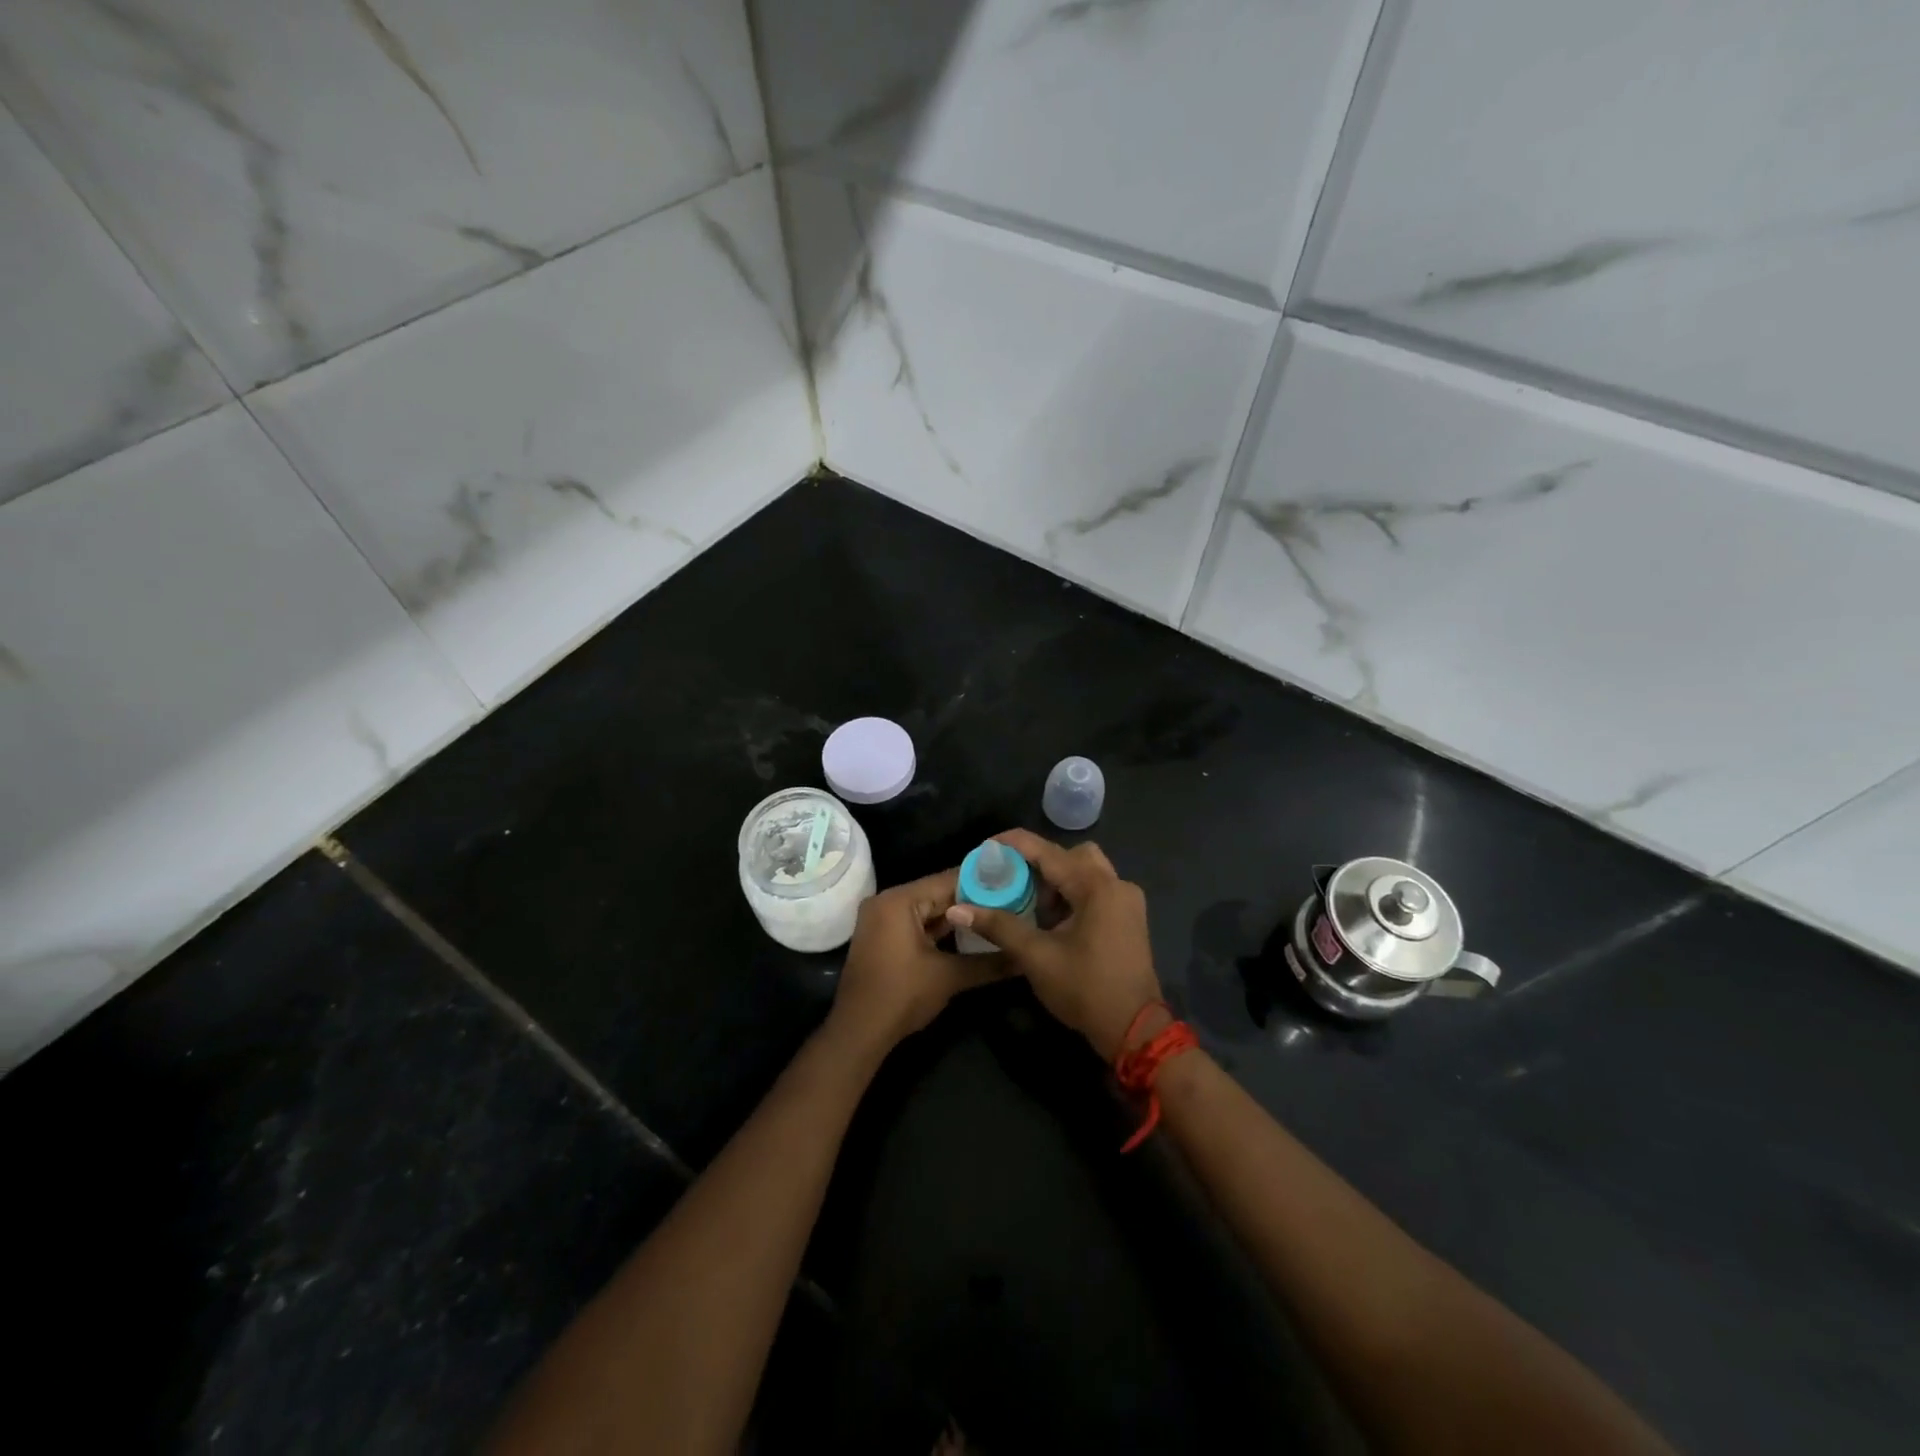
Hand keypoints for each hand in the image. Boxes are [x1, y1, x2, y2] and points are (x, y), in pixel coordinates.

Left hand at [829, 869, 1007, 1052]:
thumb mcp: (949, 977)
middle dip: (972, 900)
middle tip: (1010, 900)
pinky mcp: (882, 936)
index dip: (982, 882)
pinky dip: (939, 928)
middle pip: (937, 893)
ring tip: (996, 914)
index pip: (948, 880)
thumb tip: (1024, 958)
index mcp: (900, 900)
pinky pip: (916, 922)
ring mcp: (881, 918)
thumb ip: (989, 963)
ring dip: (957, 915)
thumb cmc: (902, 996)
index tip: (1013, 883)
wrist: (858, 1031)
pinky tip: (970, 933)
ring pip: (928, 909)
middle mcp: (887, 901)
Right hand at [944, 830, 1163, 1060]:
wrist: (1135, 1030)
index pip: (1048, 851)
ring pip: (1086, 871)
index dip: (1014, 845)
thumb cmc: (1085, 989)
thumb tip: (958, 909)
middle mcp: (1116, 884)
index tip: (986, 848)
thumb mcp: (1036, 957)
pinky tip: (1054, 922)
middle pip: (1072, 855)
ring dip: (1057, 882)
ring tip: (1032, 908)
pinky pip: (1097, 890)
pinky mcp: (1129, 918)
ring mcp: (1127, 901)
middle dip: (1040, 865)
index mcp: (1096, 887)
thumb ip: (999, 926)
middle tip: (1015, 885)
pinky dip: (1073, 895)